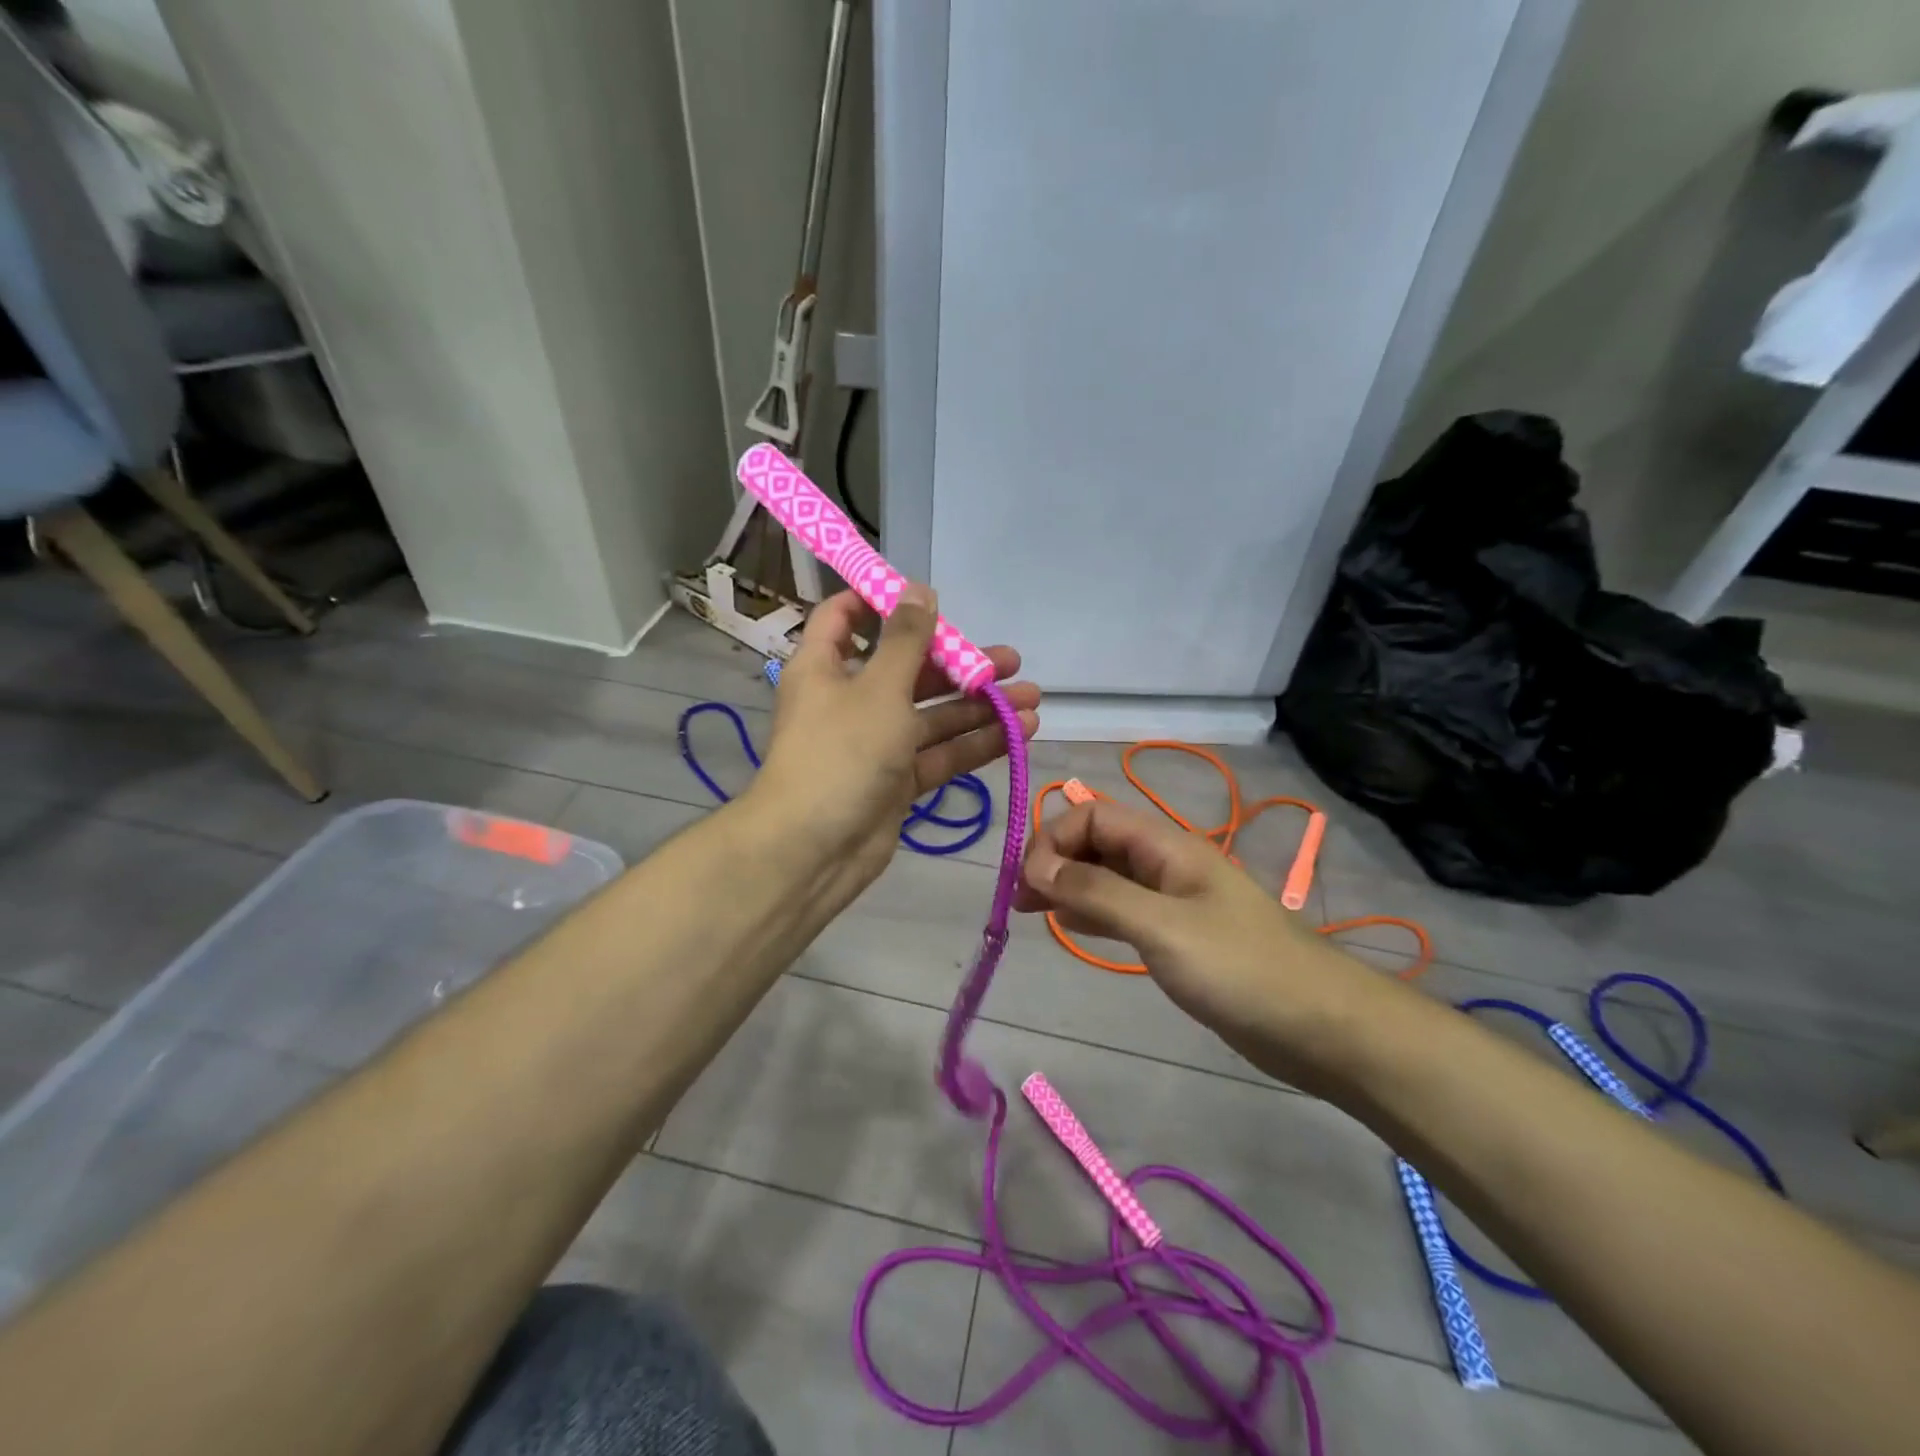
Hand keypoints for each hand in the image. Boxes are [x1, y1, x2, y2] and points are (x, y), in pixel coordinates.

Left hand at [752, 585, 1040, 906]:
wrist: (813, 850)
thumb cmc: (840, 753)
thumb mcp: (878, 688)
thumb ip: (906, 639)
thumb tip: (920, 588)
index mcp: (827, 666)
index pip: (846, 617)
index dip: (883, 602)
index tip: (930, 599)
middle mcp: (851, 699)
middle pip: (908, 668)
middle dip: (959, 663)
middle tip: (1010, 660)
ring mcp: (876, 743)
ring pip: (933, 715)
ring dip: (979, 706)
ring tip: (1032, 696)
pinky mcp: (897, 780)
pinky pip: (940, 754)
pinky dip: (976, 743)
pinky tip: (1020, 732)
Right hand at [1017, 800, 1371, 1090]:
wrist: (1320, 1026)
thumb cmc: (1240, 968)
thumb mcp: (1161, 926)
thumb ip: (1097, 893)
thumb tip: (1036, 867)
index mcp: (1165, 846)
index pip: (1093, 815)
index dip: (1055, 839)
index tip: (1029, 883)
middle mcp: (1165, 864)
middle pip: (1097, 842)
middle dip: (1054, 861)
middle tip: (1018, 901)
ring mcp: (1173, 901)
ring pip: (1106, 877)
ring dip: (1067, 886)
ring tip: (1029, 913)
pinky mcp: (1178, 936)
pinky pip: (1122, 909)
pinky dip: (1091, 912)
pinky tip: (1070, 927)